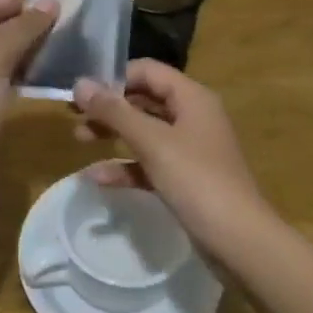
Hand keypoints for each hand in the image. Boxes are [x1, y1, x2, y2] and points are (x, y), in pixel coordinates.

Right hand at [72, 61, 275, 251]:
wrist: (239, 241)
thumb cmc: (197, 180)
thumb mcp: (152, 142)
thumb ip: (114, 112)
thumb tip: (80, 84)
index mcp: (191, 98)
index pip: (147, 71)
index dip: (114, 77)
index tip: (82, 93)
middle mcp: (192, 116)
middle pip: (143, 100)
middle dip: (109, 106)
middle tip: (74, 115)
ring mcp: (190, 149)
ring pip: (144, 131)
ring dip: (113, 133)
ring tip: (79, 139)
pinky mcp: (185, 178)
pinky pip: (150, 162)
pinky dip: (126, 165)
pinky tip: (98, 178)